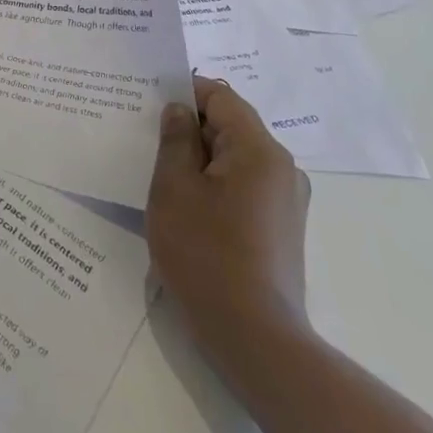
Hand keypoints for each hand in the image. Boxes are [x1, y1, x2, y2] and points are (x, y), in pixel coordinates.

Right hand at [147, 77, 311, 364]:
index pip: (220, 97)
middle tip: (146, 139)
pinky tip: (188, 208)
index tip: (148, 103)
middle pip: (230, 126)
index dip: (184, 93)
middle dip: (189, 128)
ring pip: (235, 158)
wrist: (254, 340)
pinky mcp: (281, 228)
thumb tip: (180, 111)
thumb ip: (176, 139)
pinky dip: (215, 185)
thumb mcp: (174, 188)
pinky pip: (244, 185)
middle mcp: (282, 168)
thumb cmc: (206, 254)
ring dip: (200, 160)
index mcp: (259, 150)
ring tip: (163, 176)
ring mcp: (286, 201)